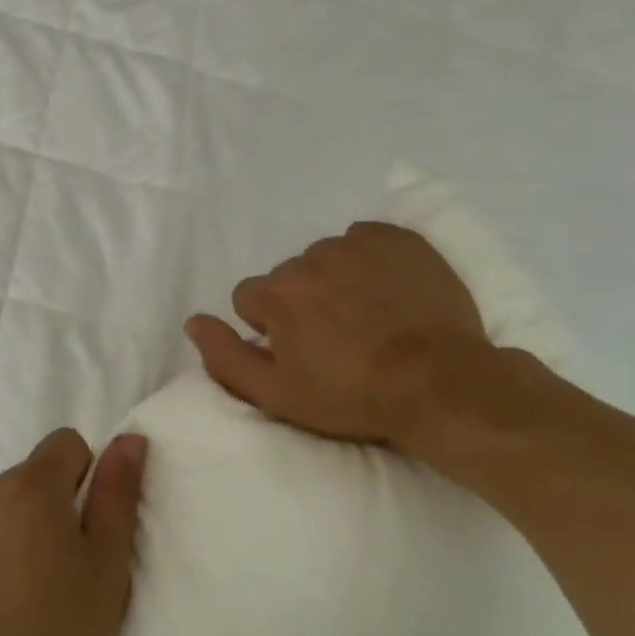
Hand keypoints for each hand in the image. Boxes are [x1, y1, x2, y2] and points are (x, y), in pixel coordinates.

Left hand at [0, 430, 148, 635]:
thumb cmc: (58, 632)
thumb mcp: (107, 564)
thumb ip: (118, 492)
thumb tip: (130, 439)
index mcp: (30, 485)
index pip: (66, 443)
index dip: (85, 477)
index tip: (84, 528)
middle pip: (30, 476)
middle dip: (48, 506)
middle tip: (58, 569)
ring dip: (12, 527)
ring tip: (21, 590)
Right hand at [186, 222, 491, 449]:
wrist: (441, 384)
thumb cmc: (353, 396)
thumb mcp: (277, 394)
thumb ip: (225, 356)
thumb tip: (193, 322)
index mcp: (276, 292)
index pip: (250, 299)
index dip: (270, 329)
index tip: (301, 352)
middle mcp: (309, 258)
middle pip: (289, 277)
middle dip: (303, 302)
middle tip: (338, 339)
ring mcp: (356, 244)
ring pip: (327, 257)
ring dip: (336, 280)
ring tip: (368, 317)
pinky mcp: (399, 239)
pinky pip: (367, 240)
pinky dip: (370, 261)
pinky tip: (390, 291)